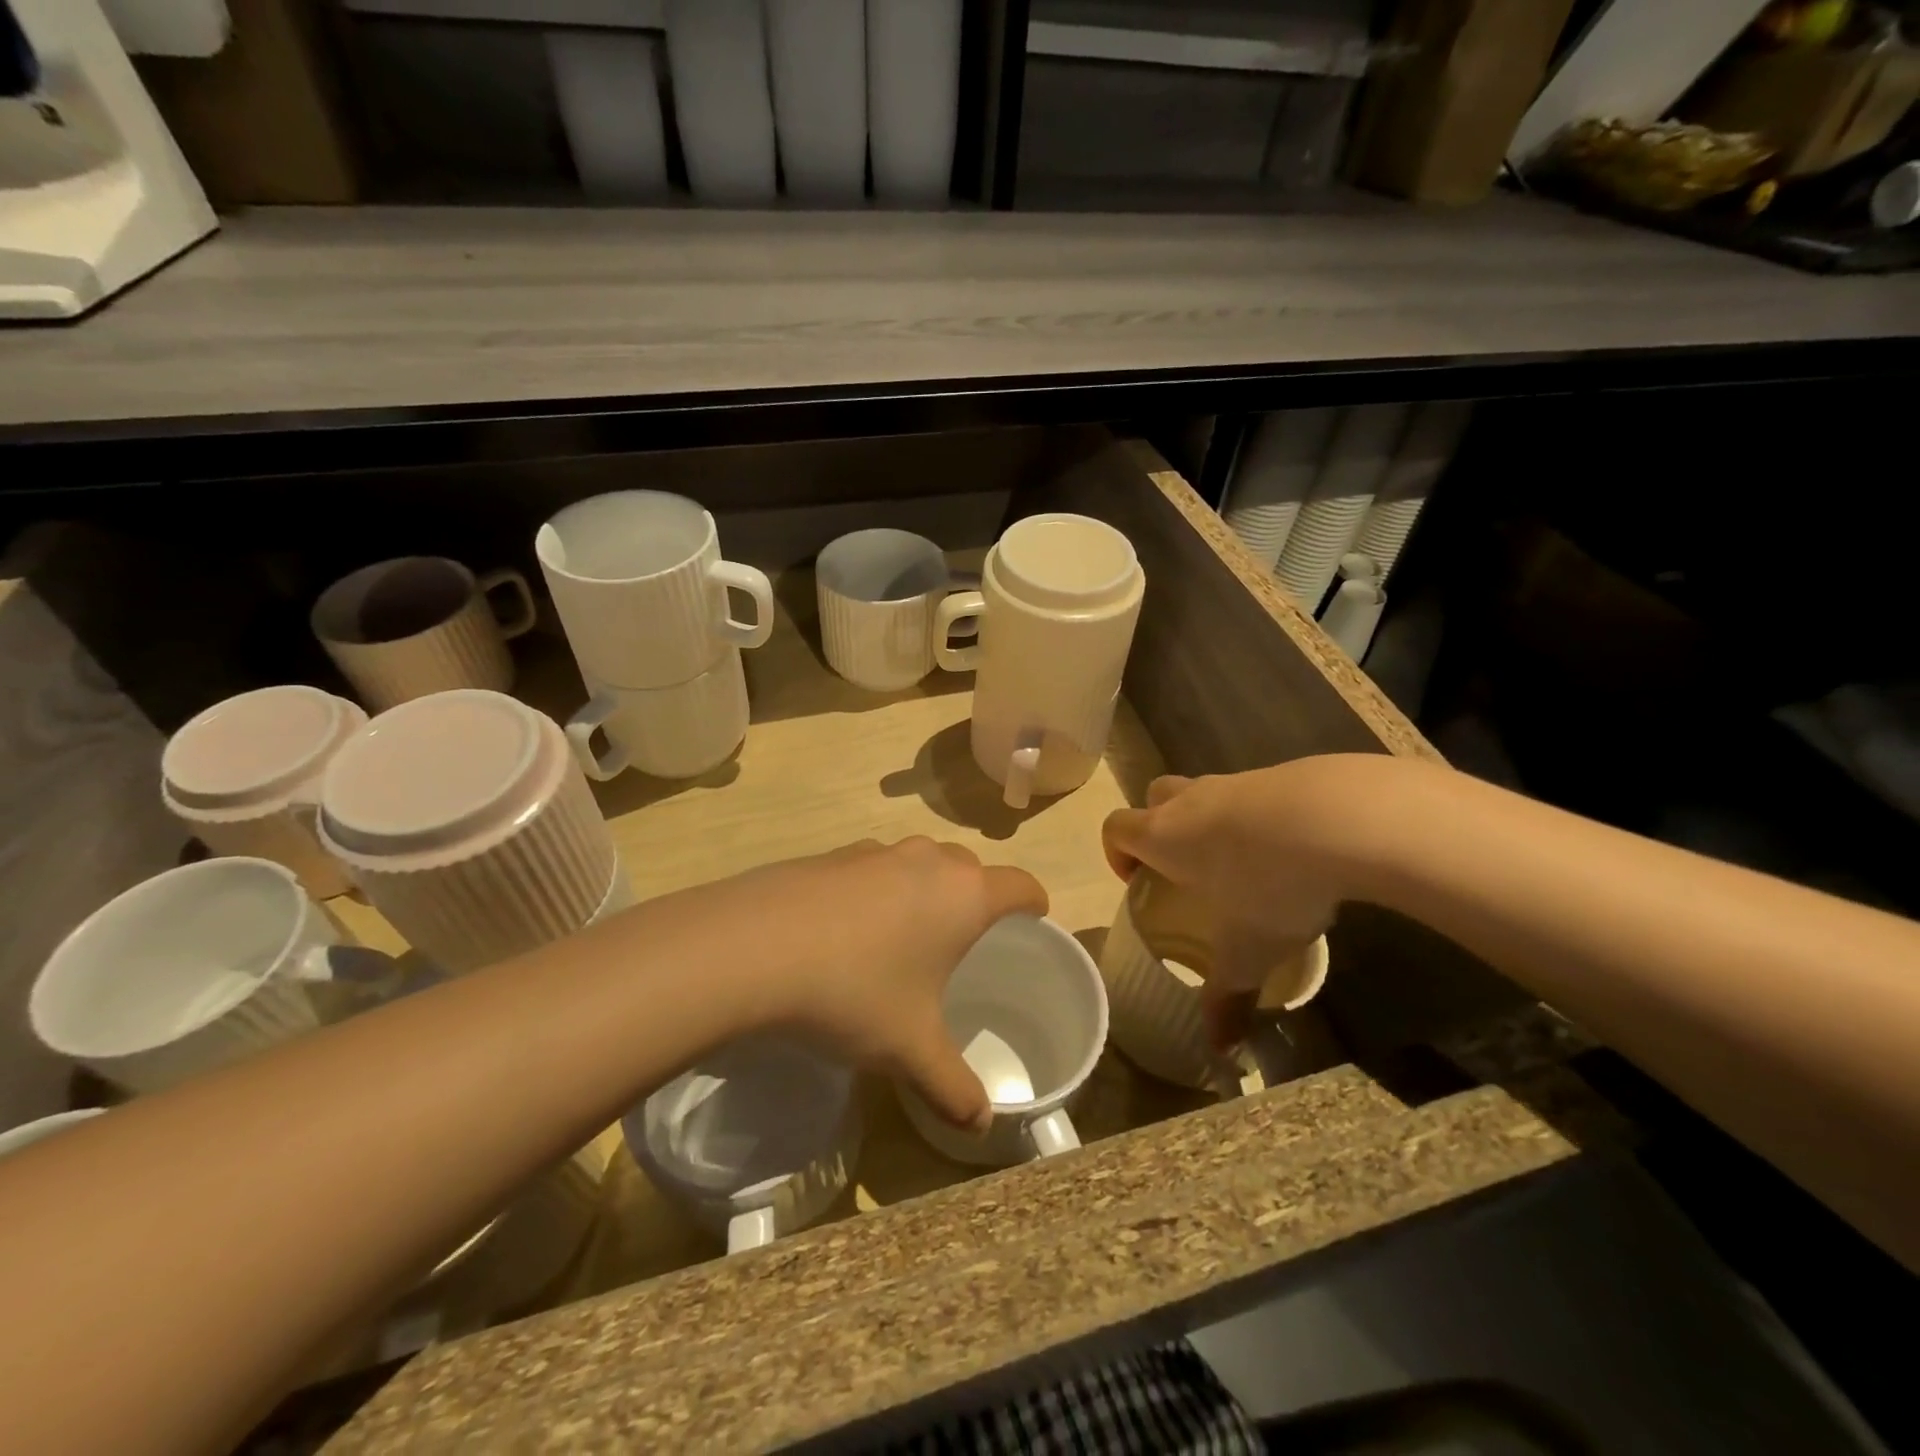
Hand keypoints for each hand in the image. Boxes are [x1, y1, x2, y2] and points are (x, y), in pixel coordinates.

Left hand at [666, 838, 1046, 1132]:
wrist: (752, 948)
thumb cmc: (855, 993)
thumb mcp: (910, 1050)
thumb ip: (954, 1087)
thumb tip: (982, 1125)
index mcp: (964, 895)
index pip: (1021, 885)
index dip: (1034, 904)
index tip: (1033, 923)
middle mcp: (927, 860)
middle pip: (970, 869)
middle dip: (975, 898)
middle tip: (963, 944)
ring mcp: (875, 851)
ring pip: (919, 864)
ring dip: (923, 891)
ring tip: (903, 939)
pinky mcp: (830, 855)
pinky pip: (872, 868)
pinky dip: (876, 891)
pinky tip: (845, 933)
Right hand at [1101, 763, 1358, 1048]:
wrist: (1338, 818)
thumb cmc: (1267, 883)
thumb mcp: (1247, 950)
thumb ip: (1227, 996)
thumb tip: (1218, 1049)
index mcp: (1164, 835)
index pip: (1116, 827)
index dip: (1116, 851)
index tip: (1138, 881)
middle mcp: (1191, 801)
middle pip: (1154, 797)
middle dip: (1159, 826)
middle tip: (1185, 868)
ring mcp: (1236, 782)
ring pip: (1205, 792)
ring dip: (1211, 820)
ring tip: (1245, 865)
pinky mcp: (1280, 774)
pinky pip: (1253, 792)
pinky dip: (1259, 816)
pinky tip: (1292, 850)